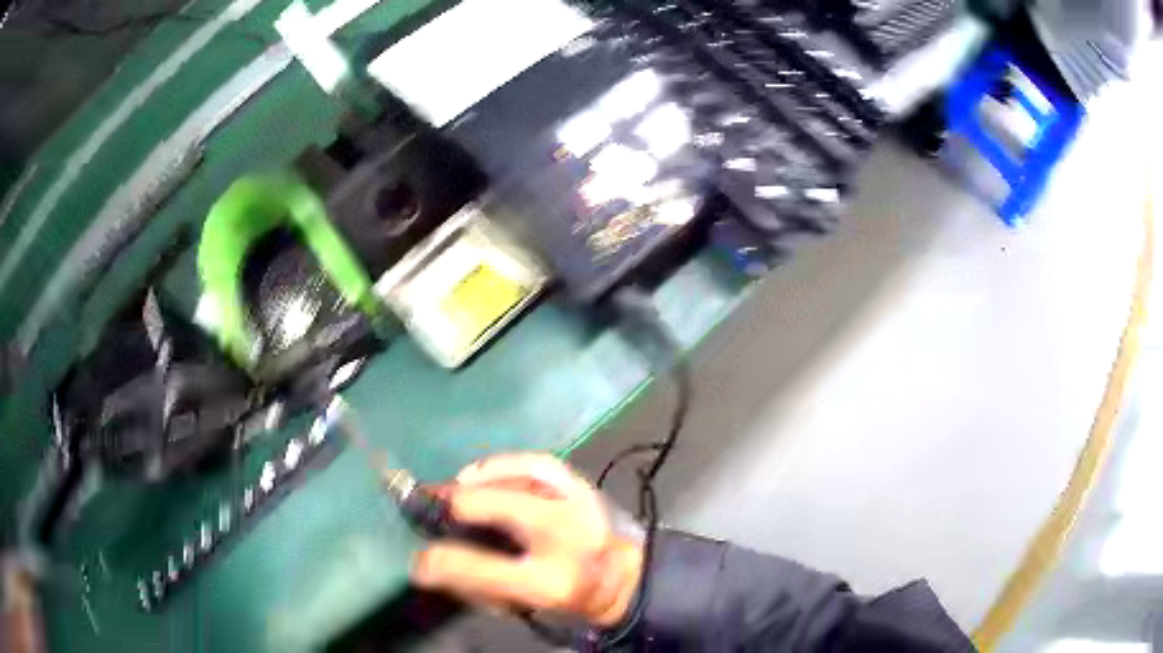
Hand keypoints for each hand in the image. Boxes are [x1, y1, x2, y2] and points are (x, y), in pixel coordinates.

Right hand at [410, 453, 642, 626]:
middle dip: (457, 505)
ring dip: (479, 481)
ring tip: (454, 489)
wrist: (623, 579)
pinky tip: (482, 472)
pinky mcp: (582, 486)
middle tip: (431, 506)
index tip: (418, 560)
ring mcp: (579, 506)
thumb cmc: (567, 599)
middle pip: (502, 508)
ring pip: (522, 477)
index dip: (439, 563)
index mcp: (550, 583)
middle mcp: (567, 540)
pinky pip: (539, 462)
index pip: (481, 569)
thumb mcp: (523, 605)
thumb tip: (429, 561)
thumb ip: (477, 584)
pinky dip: (505, 462)